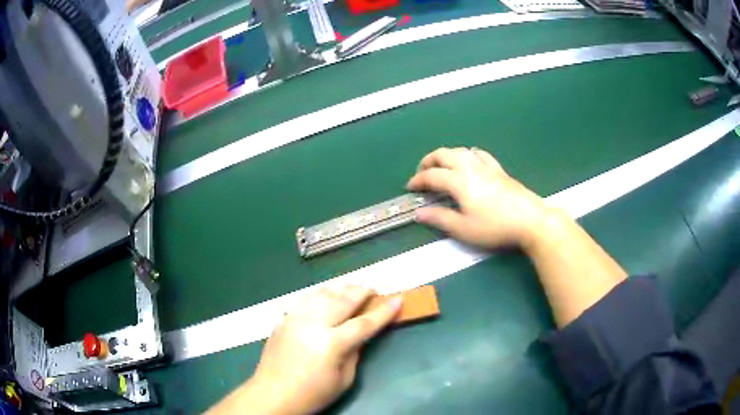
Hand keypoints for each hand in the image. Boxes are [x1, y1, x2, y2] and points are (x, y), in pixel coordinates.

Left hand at [246, 285, 401, 414]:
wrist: (272, 395)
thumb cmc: (312, 394)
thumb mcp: (344, 380)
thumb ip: (355, 353)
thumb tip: (360, 335)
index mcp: (331, 344)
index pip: (364, 323)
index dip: (383, 311)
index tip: (398, 299)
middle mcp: (313, 324)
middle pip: (343, 299)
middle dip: (363, 291)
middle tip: (375, 290)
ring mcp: (295, 319)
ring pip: (323, 293)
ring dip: (341, 288)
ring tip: (353, 289)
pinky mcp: (284, 320)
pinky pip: (306, 300)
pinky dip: (321, 295)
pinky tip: (327, 296)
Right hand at [407, 147, 552, 249]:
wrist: (530, 220)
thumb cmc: (495, 227)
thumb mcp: (464, 229)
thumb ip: (440, 219)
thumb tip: (419, 213)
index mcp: (459, 182)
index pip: (432, 175)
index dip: (418, 180)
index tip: (410, 188)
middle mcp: (470, 168)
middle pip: (444, 154)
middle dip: (429, 161)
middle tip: (422, 173)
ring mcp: (486, 166)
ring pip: (460, 151)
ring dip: (446, 155)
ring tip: (442, 167)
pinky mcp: (499, 170)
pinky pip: (479, 154)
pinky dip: (468, 154)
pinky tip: (469, 160)